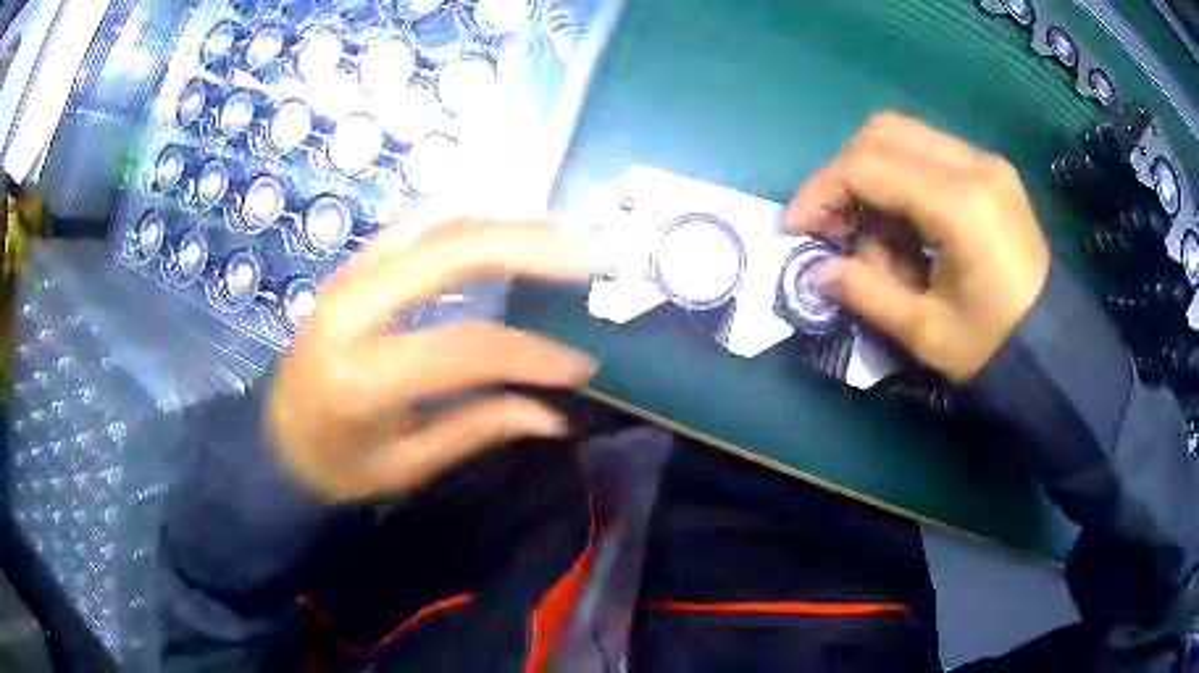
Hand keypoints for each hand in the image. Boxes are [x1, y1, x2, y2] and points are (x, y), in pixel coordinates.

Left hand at [267, 213, 596, 502]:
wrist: (273, 439)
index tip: (582, 367)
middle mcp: (350, 308)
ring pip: (435, 222)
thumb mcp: (405, 467)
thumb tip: (552, 415)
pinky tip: (506, 213)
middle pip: (451, 252)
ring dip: (505, 217)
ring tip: (564, 227)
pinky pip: (415, 223)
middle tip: (593, 251)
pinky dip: (467, 212)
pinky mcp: (351, 267)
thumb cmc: (335, 465)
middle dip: (531, 245)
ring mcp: (347, 276)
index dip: (531, 356)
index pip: (465, 349)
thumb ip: (476, 430)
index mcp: (360, 374)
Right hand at [785, 112, 1050, 381]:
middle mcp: (973, 164)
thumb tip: (817, 271)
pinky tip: (909, 229)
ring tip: (880, 240)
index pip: (867, 166)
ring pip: (903, 136)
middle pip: (881, 133)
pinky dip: (902, 181)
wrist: (1055, 348)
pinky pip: (929, 153)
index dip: (820, 191)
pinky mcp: (991, 171)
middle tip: (836, 228)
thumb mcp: (925, 332)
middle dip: (845, 176)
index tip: (796, 228)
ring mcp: (985, 162)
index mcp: (960, 204)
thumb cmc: (995, 348)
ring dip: (874, 178)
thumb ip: (866, 292)